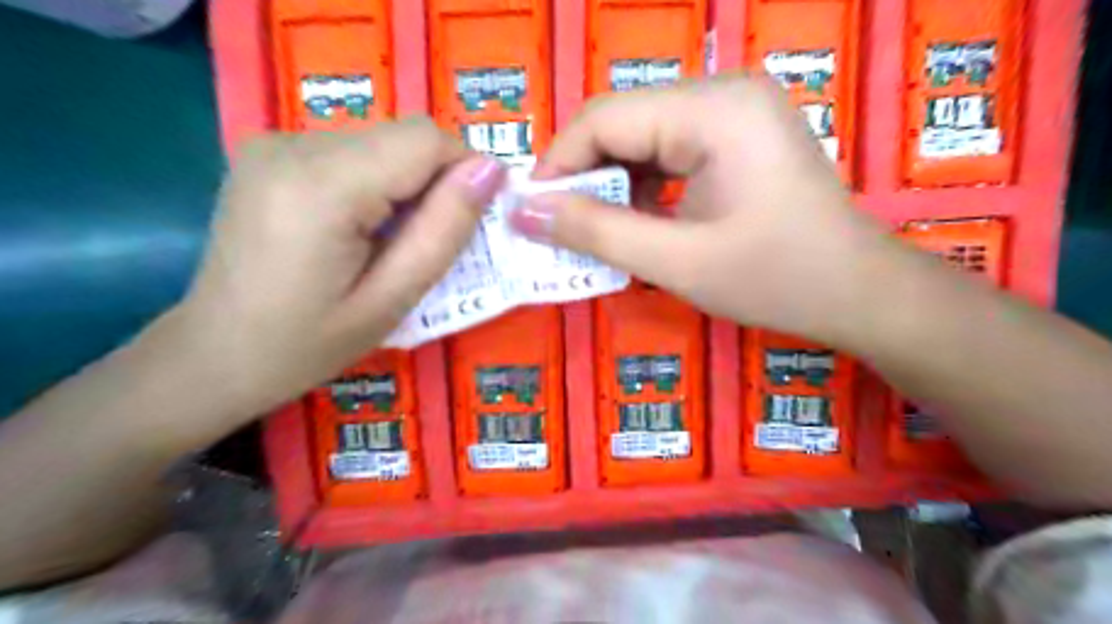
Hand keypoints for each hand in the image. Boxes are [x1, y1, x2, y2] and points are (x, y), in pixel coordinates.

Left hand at [177, 121, 505, 416]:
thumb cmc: (308, 344)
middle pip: (402, 137)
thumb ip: (444, 230)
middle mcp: (291, 145)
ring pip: (382, 143)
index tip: (469, 220)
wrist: (215, 354)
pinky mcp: (269, 152)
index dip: (462, 171)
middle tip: (424, 244)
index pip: (423, 139)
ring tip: (386, 243)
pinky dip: (375, 184)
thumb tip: (491, 170)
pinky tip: (357, 229)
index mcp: (321, 186)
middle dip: (433, 183)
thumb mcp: (392, 300)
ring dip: (404, 186)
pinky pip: (352, 151)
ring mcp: (274, 143)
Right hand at [512, 76, 891, 345]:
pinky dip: (641, 187)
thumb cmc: (777, 280)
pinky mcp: (737, 136)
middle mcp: (722, 93)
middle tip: (557, 228)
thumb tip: (523, 212)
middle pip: (621, 123)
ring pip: (641, 138)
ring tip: (594, 231)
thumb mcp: (676, 262)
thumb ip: (595, 233)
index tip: (531, 214)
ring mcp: (733, 112)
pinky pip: (668, 151)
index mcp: (714, 110)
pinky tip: (635, 221)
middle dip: (583, 177)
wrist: (858, 293)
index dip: (558, 165)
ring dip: (610, 185)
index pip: (604, 118)